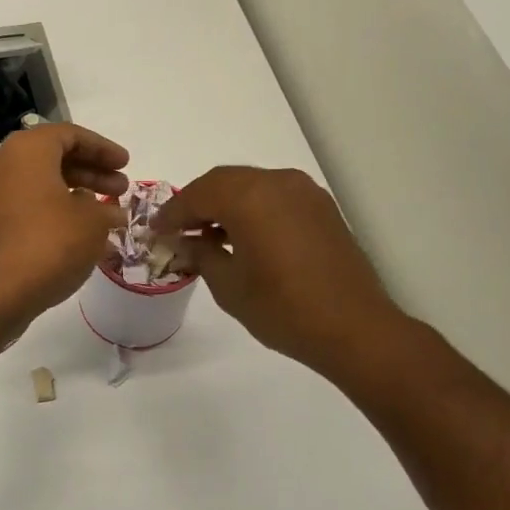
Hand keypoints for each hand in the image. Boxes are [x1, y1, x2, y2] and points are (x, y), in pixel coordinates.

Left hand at [0, 124, 129, 322]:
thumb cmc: (50, 242)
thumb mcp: (92, 222)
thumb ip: (106, 209)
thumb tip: (111, 213)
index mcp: (26, 150)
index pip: (70, 135)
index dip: (103, 149)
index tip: (126, 165)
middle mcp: (3, 163)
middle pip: (54, 157)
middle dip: (92, 171)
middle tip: (121, 188)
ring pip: (41, 182)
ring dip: (76, 192)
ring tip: (107, 213)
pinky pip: (28, 204)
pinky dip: (56, 210)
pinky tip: (81, 232)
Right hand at [155, 166, 402, 376]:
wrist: (353, 328)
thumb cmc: (282, 309)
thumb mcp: (229, 286)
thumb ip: (202, 254)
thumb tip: (187, 242)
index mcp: (249, 197)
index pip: (198, 195)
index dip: (172, 213)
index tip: (155, 230)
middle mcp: (277, 182)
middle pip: (224, 181)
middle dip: (197, 202)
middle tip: (177, 229)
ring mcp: (304, 192)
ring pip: (251, 185)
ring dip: (226, 203)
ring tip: (208, 234)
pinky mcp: (322, 207)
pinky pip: (275, 196)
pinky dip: (253, 208)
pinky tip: (244, 235)